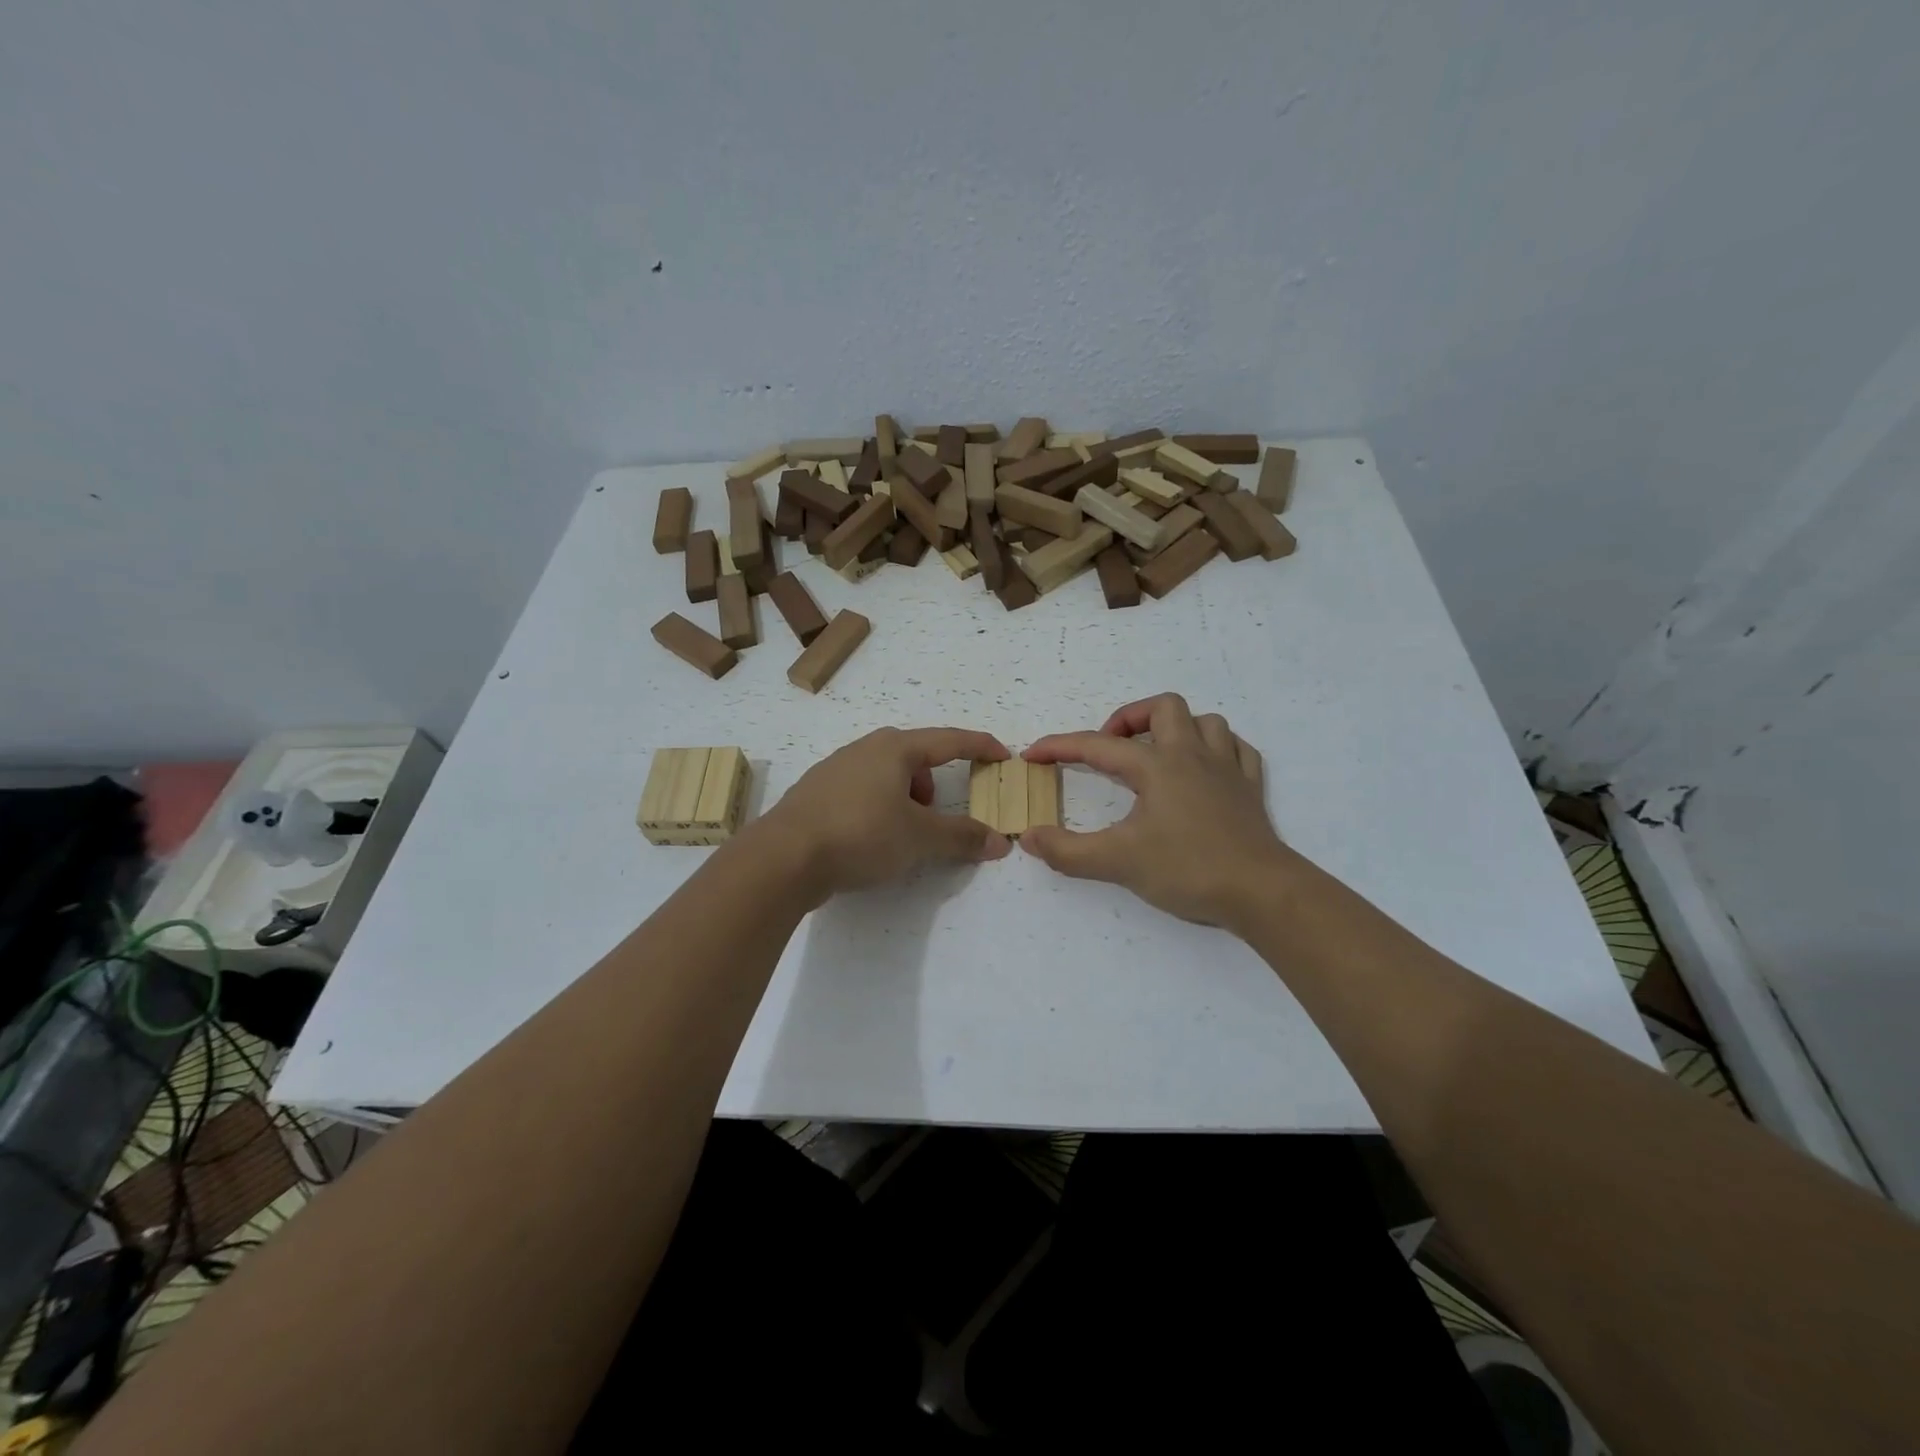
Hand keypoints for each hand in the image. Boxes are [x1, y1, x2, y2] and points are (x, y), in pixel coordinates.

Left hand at [759, 727, 1011, 903]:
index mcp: (894, 748)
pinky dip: (878, 808)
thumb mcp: (919, 838)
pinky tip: (868, 839)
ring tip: (901, 835)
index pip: (949, 740)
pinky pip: (861, 792)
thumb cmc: (860, 834)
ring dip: (905, 800)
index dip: (980, 746)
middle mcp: (864, 749)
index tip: (1003, 755)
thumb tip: (1000, 842)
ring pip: (886, 776)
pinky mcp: (815, 793)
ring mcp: (835, 768)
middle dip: (933, 785)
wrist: (782, 857)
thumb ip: (962, 837)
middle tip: (936, 817)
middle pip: (915, 758)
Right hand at [1021, 694, 1286, 927]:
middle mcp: (1192, 755)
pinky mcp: (1250, 789)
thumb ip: (1068, 851)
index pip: (1098, 746)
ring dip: (1177, 729)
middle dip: (1130, 718)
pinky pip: (1237, 749)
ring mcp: (1227, 769)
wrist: (1261, 891)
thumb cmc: (1188, 869)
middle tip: (1112, 749)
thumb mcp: (1118, 863)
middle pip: (1163, 708)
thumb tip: (1029, 837)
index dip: (1059, 746)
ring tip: (1158, 755)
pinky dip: (1217, 749)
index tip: (1032, 755)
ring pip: (1205, 722)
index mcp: (1157, 766)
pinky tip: (1205, 769)